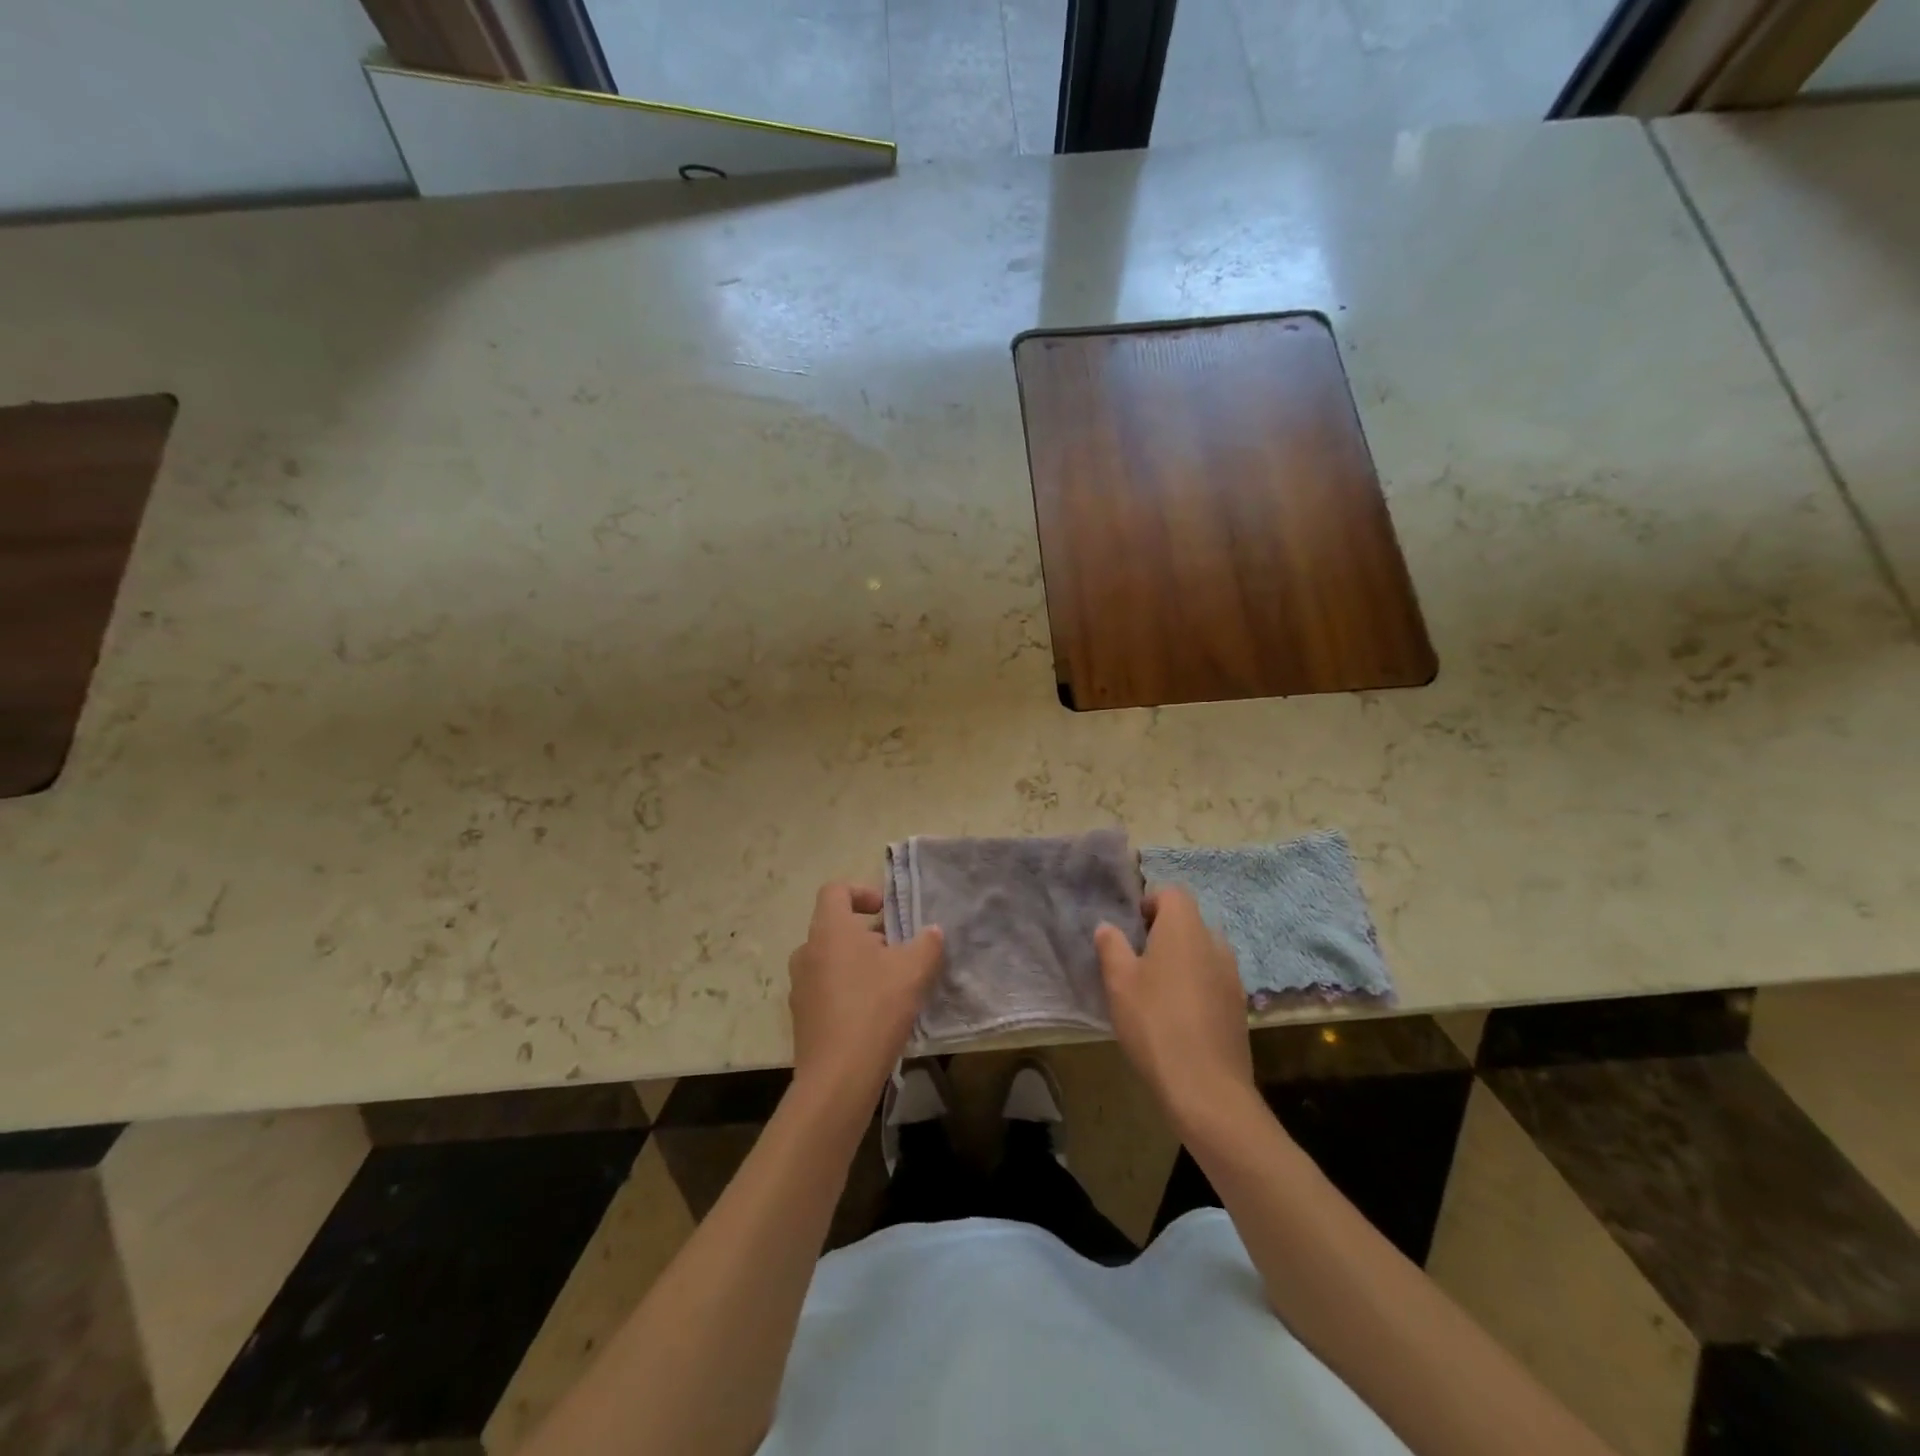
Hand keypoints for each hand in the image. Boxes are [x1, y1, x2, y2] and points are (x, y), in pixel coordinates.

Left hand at [787, 882, 944, 1115]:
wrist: (838, 1077)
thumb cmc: (875, 1008)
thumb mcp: (914, 970)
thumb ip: (927, 943)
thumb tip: (933, 932)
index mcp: (829, 929)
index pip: (835, 890)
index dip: (862, 892)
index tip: (886, 912)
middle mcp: (807, 951)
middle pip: (835, 927)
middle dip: (867, 934)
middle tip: (897, 952)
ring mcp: (800, 985)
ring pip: (831, 959)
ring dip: (858, 963)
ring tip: (889, 984)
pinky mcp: (801, 1016)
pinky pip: (825, 989)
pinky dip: (847, 990)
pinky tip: (873, 1014)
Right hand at [1095, 887, 1255, 1133]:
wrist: (1206, 1088)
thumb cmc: (1155, 1024)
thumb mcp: (1119, 982)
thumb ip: (1112, 946)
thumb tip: (1108, 926)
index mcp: (1185, 929)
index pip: (1172, 893)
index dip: (1150, 903)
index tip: (1131, 928)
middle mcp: (1214, 943)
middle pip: (1189, 922)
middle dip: (1164, 932)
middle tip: (1138, 959)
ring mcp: (1232, 975)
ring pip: (1203, 951)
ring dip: (1182, 959)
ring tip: (1156, 989)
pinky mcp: (1239, 1006)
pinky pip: (1214, 979)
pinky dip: (1196, 984)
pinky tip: (1178, 1015)